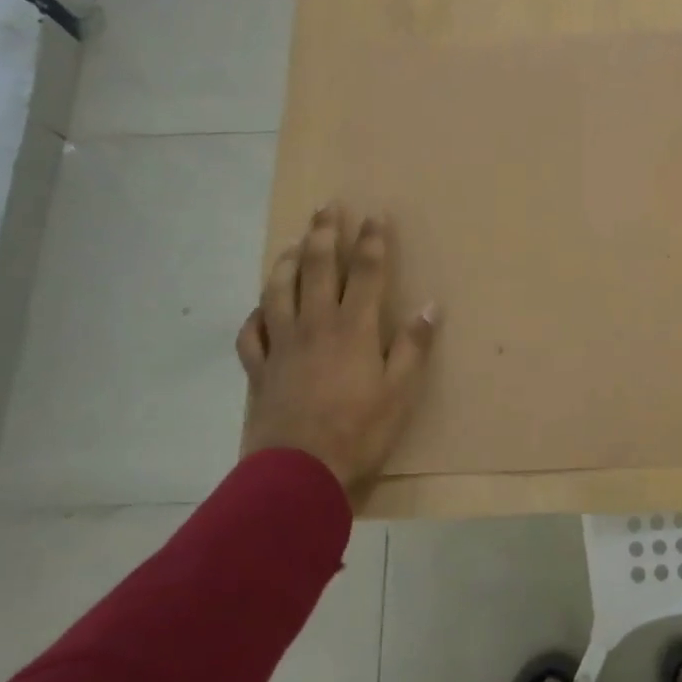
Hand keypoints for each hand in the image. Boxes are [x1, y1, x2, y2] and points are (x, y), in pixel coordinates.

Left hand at [236, 204, 438, 496]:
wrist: (298, 474)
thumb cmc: (359, 431)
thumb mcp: (400, 392)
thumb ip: (413, 346)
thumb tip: (431, 306)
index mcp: (352, 327)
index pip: (365, 271)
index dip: (372, 240)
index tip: (375, 215)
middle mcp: (315, 325)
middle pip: (317, 268)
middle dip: (323, 234)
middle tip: (326, 207)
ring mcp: (282, 345)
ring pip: (278, 290)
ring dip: (285, 262)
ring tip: (291, 245)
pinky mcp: (259, 369)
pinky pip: (251, 333)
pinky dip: (255, 316)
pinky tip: (260, 309)